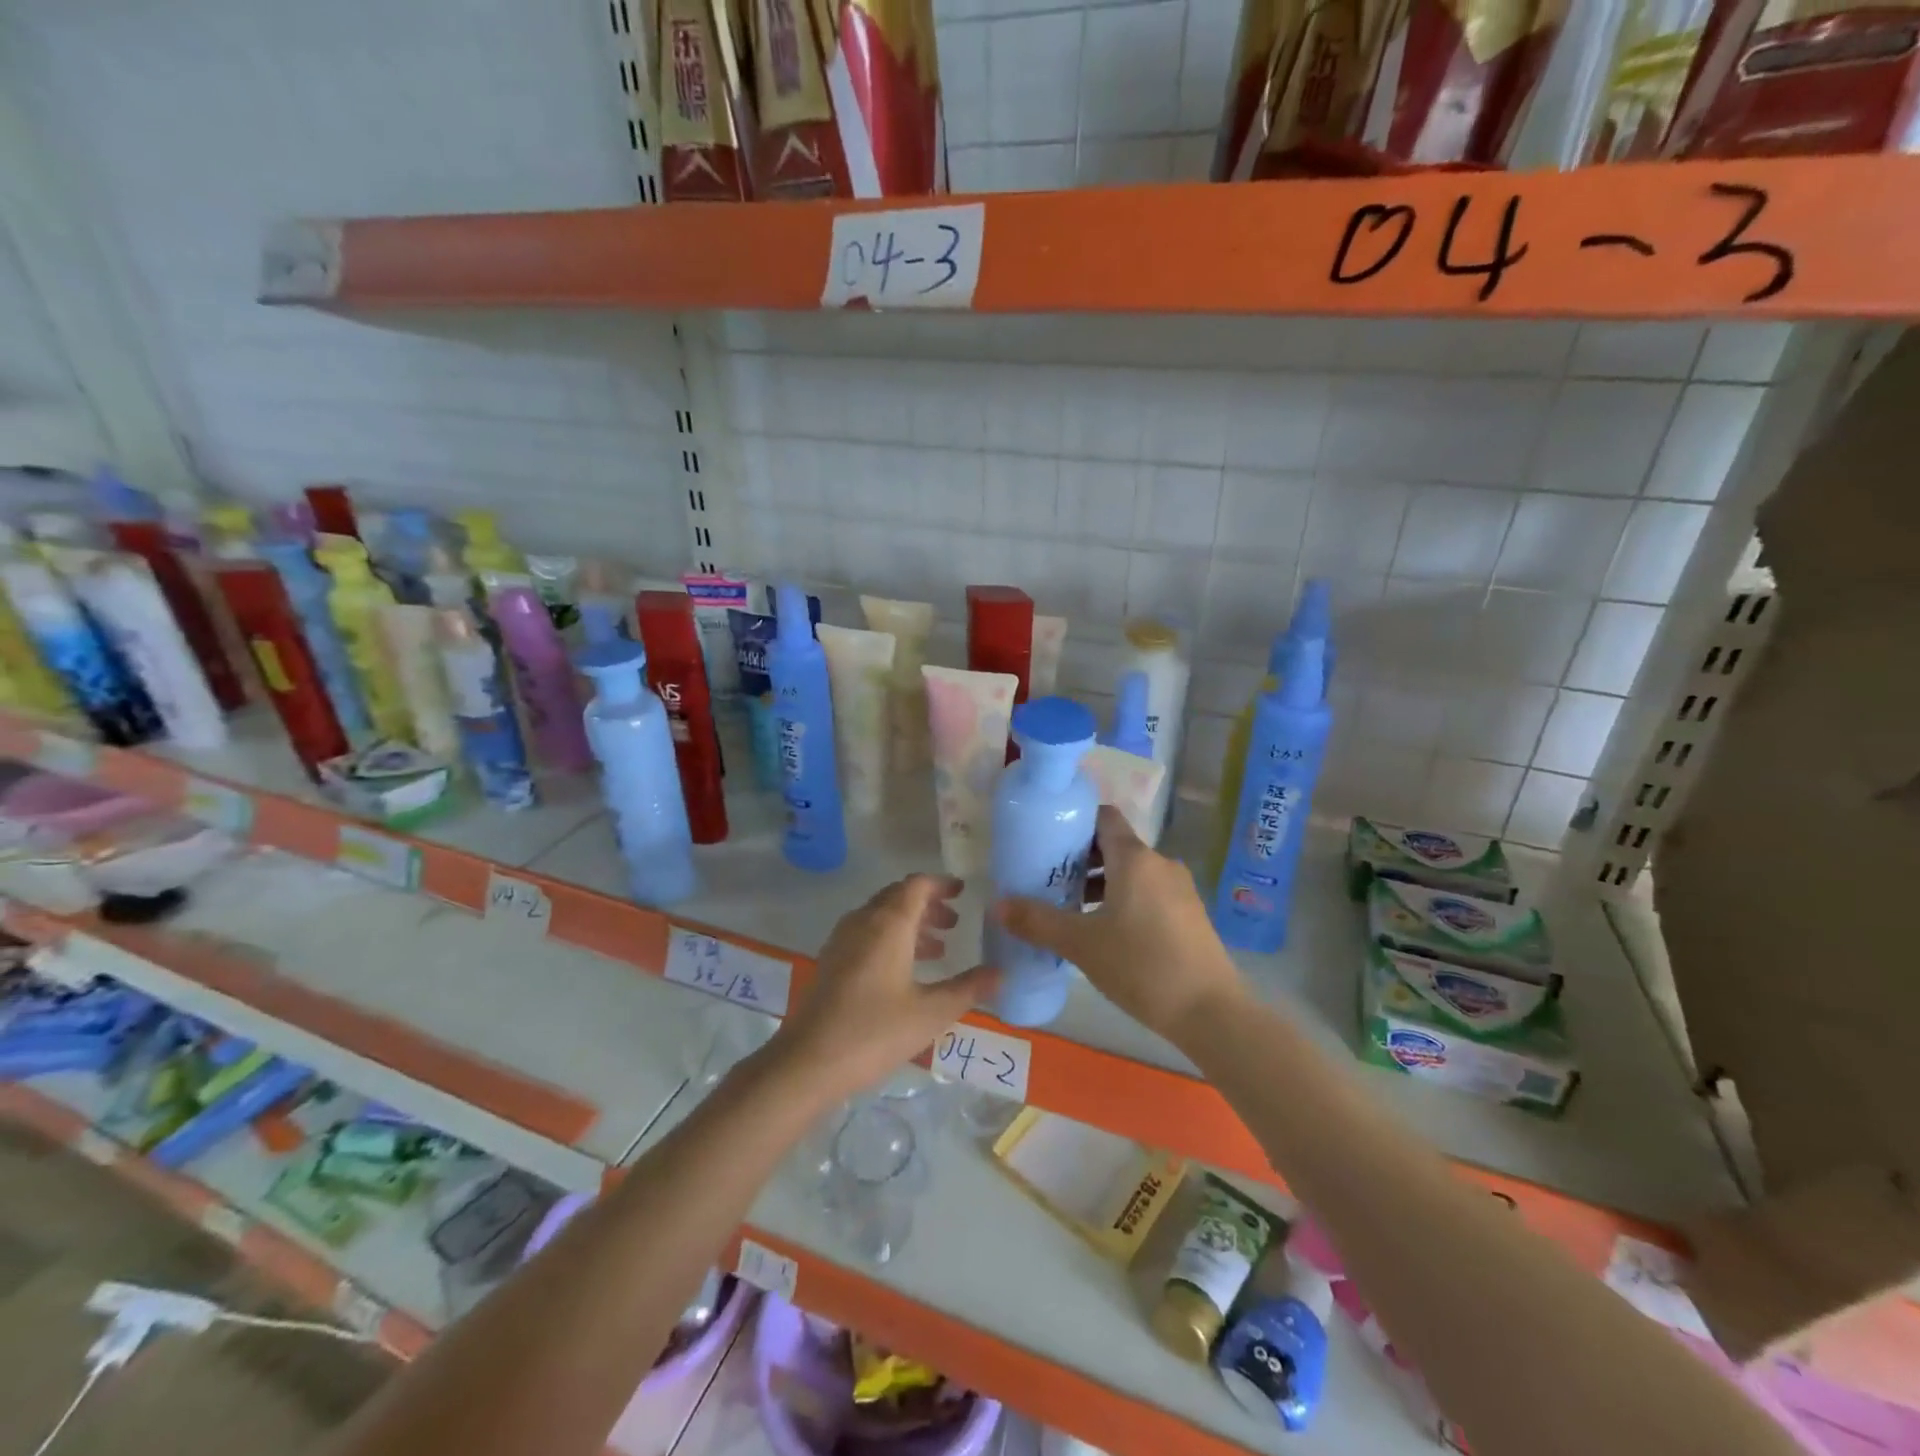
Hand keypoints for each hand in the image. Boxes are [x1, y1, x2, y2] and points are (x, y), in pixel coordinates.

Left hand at [772, 874, 996, 1102]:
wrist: (808, 1061)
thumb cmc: (874, 1031)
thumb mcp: (931, 1013)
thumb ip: (968, 989)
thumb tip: (1000, 973)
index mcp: (888, 923)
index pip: (917, 885)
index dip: (941, 884)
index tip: (963, 891)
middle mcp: (863, 921)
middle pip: (898, 897)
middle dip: (928, 905)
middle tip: (955, 922)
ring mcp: (842, 941)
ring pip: (881, 916)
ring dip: (910, 924)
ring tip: (938, 948)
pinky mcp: (831, 962)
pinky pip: (867, 934)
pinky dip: (891, 939)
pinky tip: (905, 971)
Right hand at [992, 805, 1240, 1044]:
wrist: (1210, 1012)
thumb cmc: (1141, 966)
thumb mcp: (1081, 944)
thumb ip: (1037, 921)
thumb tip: (997, 905)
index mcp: (1135, 858)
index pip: (1103, 817)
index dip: (1075, 822)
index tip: (1048, 840)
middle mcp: (1160, 864)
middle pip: (1115, 846)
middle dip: (1081, 859)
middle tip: (1050, 880)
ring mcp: (1179, 889)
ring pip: (1132, 873)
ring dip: (1102, 884)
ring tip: (1072, 909)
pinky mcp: (1189, 914)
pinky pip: (1148, 893)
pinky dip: (1124, 900)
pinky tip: (1106, 933)